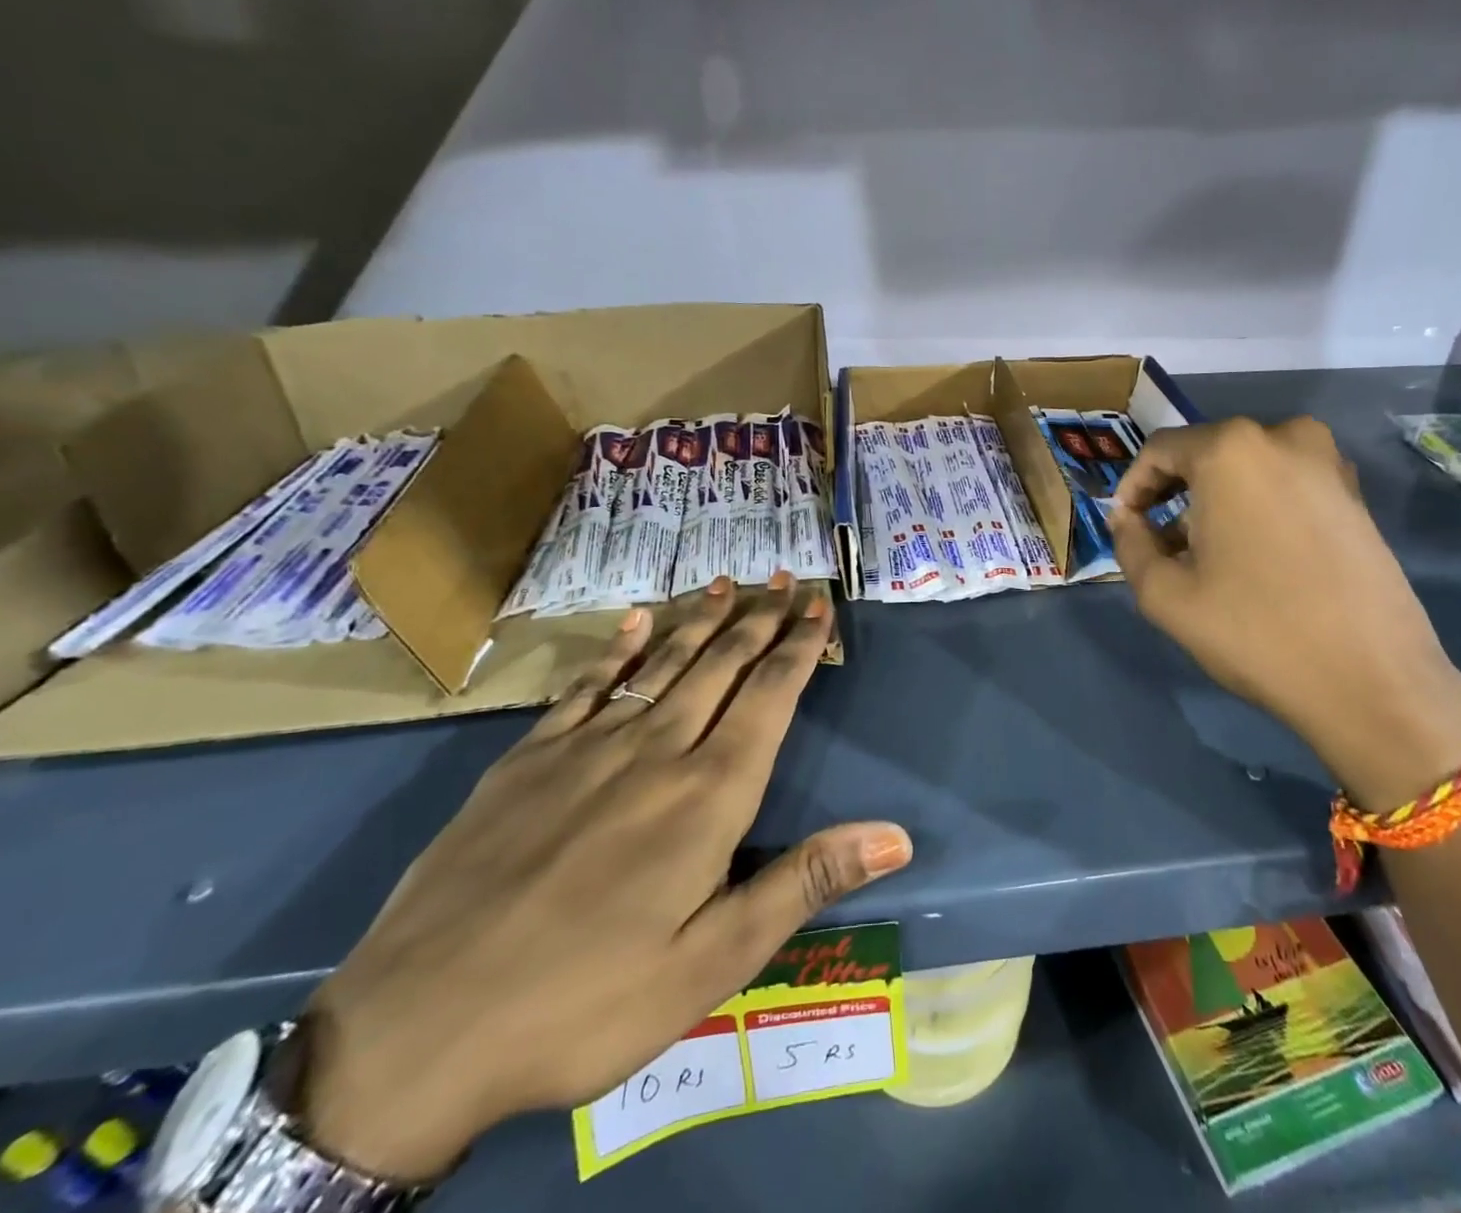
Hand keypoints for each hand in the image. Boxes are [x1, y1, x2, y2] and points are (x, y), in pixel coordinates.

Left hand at [297, 575, 911, 1182]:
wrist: (414, 1031)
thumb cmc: (587, 1002)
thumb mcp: (713, 963)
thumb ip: (804, 883)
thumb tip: (897, 834)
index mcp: (708, 793)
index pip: (769, 696)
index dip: (799, 646)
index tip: (819, 605)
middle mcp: (656, 749)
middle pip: (721, 665)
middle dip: (760, 618)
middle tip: (784, 579)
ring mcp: (587, 747)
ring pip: (663, 664)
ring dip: (702, 621)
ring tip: (727, 585)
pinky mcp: (527, 760)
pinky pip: (585, 686)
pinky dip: (618, 649)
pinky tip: (635, 622)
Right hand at [1109, 418, 1460, 808]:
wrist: (1371, 681)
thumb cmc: (1254, 630)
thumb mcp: (1164, 594)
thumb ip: (1129, 544)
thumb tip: (1127, 520)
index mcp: (1231, 449)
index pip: (1159, 449)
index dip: (1133, 487)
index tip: (1125, 526)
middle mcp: (1283, 436)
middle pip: (1205, 454)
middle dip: (1174, 495)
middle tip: (1160, 545)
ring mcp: (1328, 462)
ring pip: (1246, 469)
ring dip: (1215, 502)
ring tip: (1205, 555)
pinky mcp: (1355, 494)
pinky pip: (1285, 484)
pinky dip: (1256, 507)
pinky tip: (1252, 557)